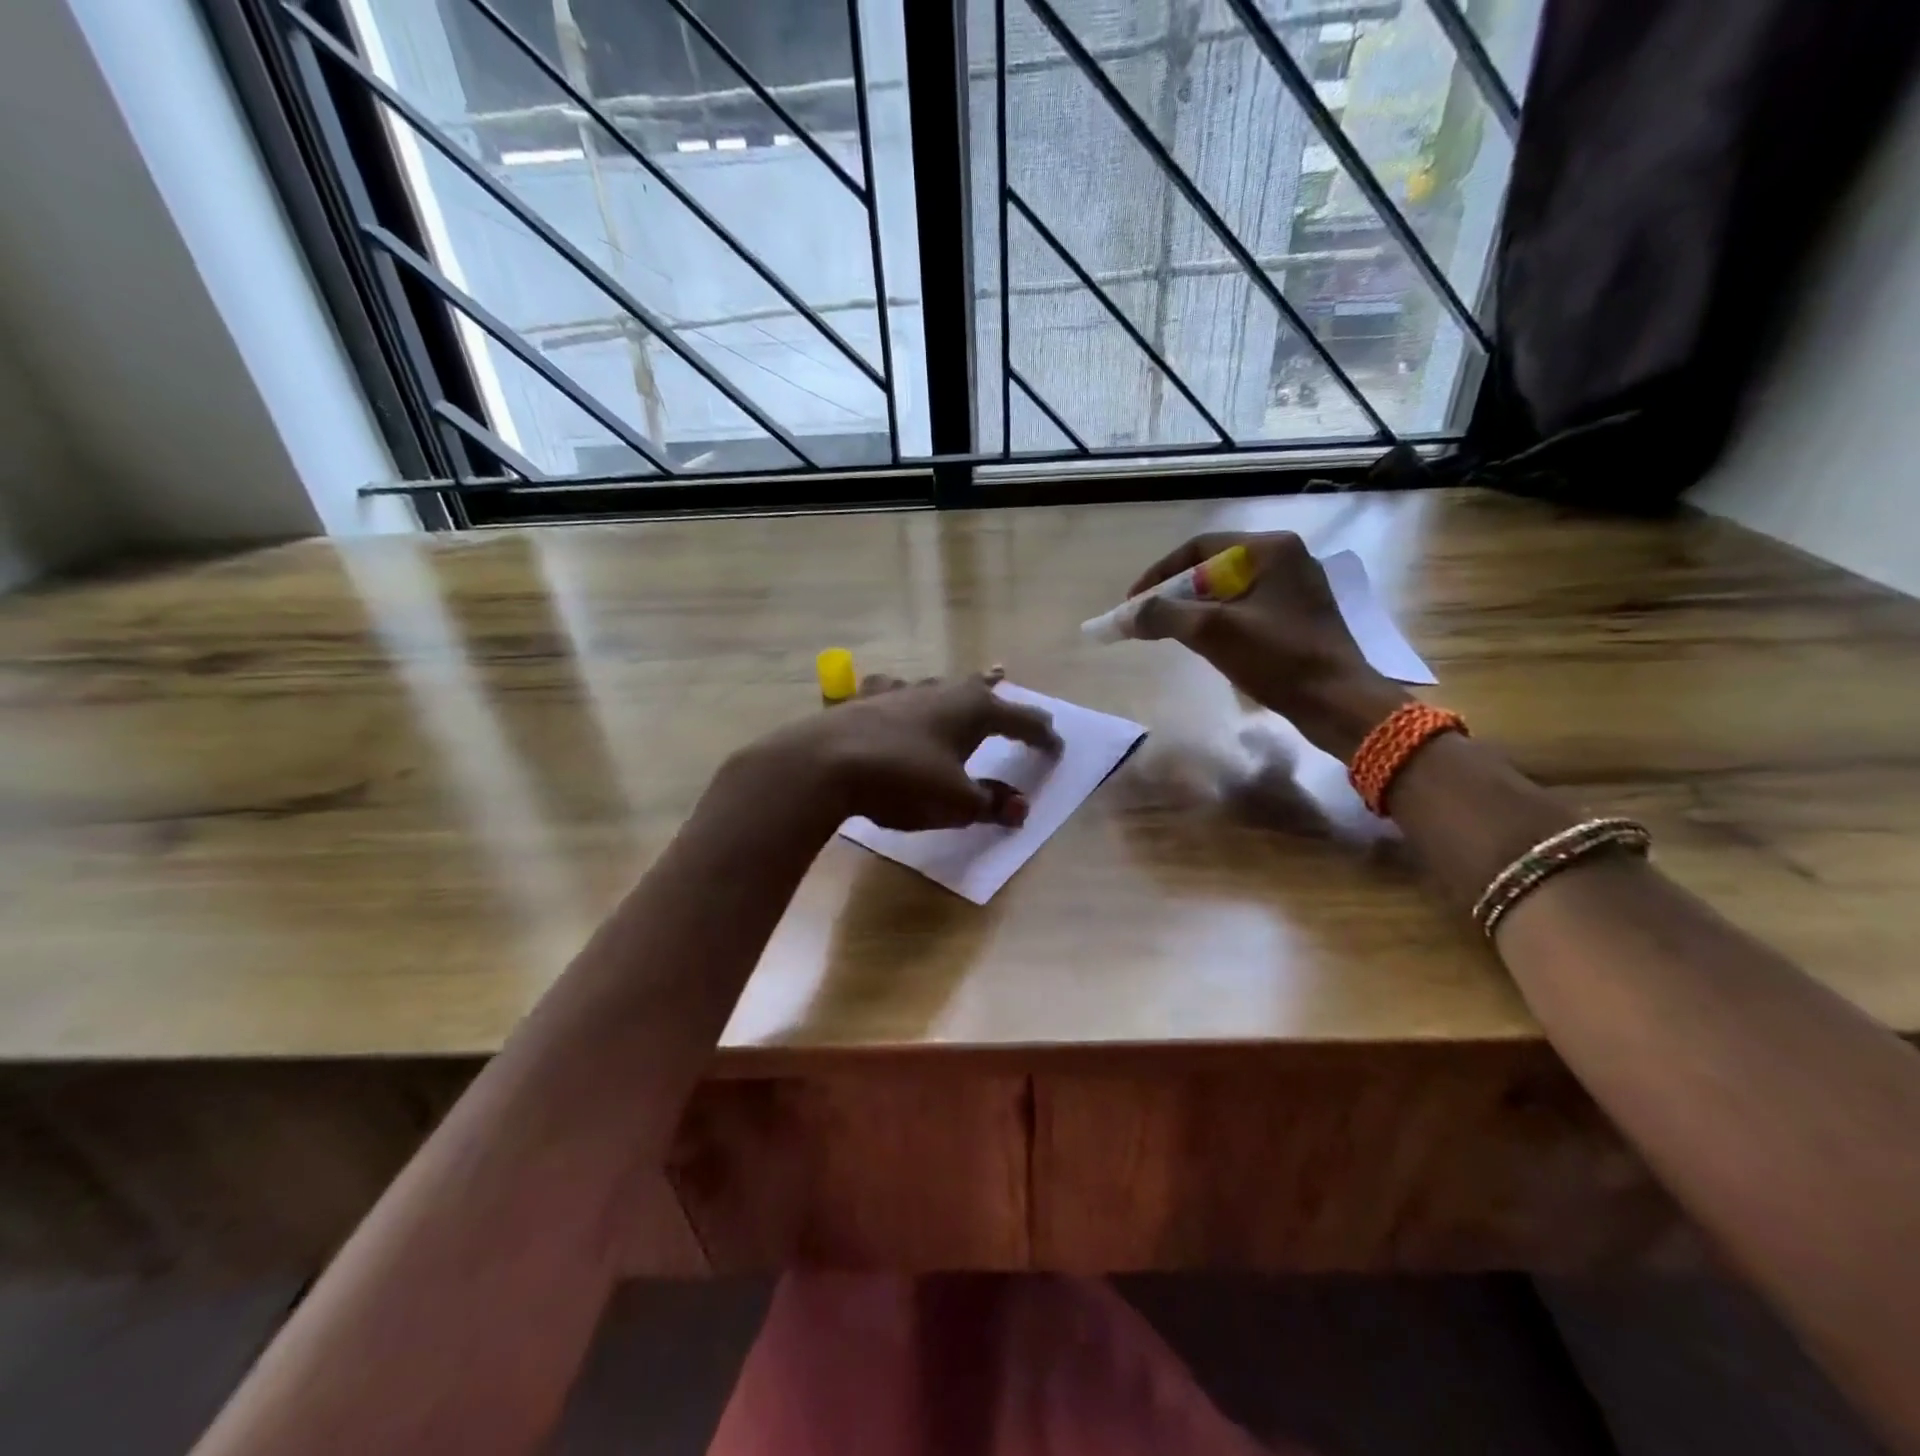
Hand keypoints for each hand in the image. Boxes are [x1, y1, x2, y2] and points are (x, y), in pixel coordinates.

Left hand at [768, 668, 1061, 831]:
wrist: (826, 764)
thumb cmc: (904, 781)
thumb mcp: (956, 802)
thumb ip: (991, 803)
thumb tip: (1021, 809)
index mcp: (975, 710)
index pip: (1022, 719)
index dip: (1042, 735)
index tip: (1056, 746)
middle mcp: (943, 691)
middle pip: (981, 689)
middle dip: (998, 693)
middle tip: (1009, 684)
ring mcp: (902, 691)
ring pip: (940, 685)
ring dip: (956, 689)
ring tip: (964, 684)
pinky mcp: (866, 699)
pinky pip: (896, 692)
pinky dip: (906, 695)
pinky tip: (898, 695)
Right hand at [1126, 531, 1409, 759]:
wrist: (1337, 701)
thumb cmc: (1277, 658)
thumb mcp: (1213, 632)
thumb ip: (1164, 616)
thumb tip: (1128, 615)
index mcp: (1270, 549)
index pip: (1198, 548)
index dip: (1159, 573)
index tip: (1133, 602)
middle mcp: (1285, 558)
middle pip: (1212, 568)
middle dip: (1175, 593)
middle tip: (1148, 620)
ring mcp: (1294, 587)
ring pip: (1228, 590)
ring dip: (1194, 609)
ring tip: (1169, 633)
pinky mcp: (1297, 615)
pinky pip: (1245, 608)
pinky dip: (1218, 621)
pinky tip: (1204, 643)